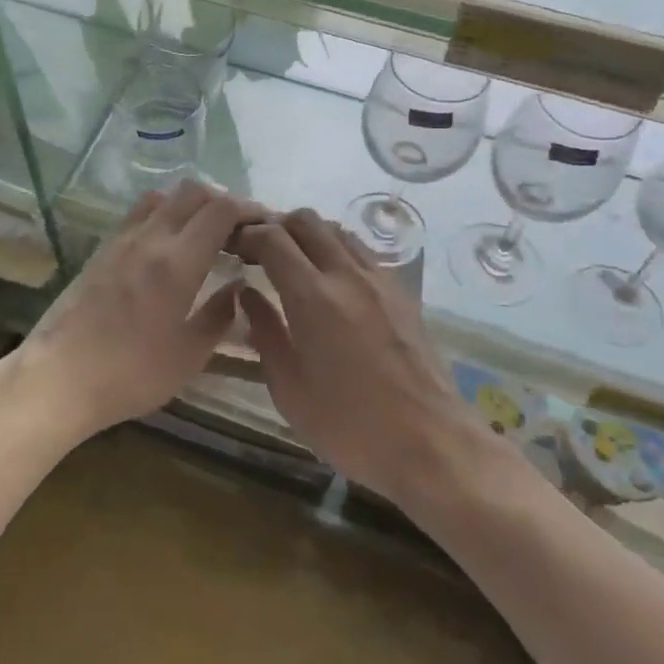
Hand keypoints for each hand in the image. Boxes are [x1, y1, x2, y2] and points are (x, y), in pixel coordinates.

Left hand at [11, 181, 251, 447]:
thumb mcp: (188, 356)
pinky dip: (164, 212)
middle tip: (240, 228)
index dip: (250, 208)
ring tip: (205, 231)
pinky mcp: (102, 249)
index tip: (266, 224)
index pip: (221, 210)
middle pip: (194, 192)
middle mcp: (151, 238)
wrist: (58, 377)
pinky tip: (169, 242)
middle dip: (224, 201)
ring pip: (164, 196)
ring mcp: (122, 239)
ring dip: (192, 203)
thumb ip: (219, 316)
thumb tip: (237, 287)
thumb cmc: (130, 374)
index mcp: (178, 262)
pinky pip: (140, 212)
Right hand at [236, 209, 470, 502]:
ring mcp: (379, 279)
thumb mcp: (289, 388)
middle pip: (306, 221)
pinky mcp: (402, 292)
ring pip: (337, 230)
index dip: (247, 235)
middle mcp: (347, 274)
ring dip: (308, 234)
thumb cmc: (349, 425)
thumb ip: (264, 332)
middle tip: (258, 250)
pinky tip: (331, 280)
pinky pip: (362, 251)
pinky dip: (337, 249)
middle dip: (275, 225)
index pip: (272, 238)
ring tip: (292, 261)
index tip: (232, 247)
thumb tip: (246, 294)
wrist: (431, 443)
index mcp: (312, 296)